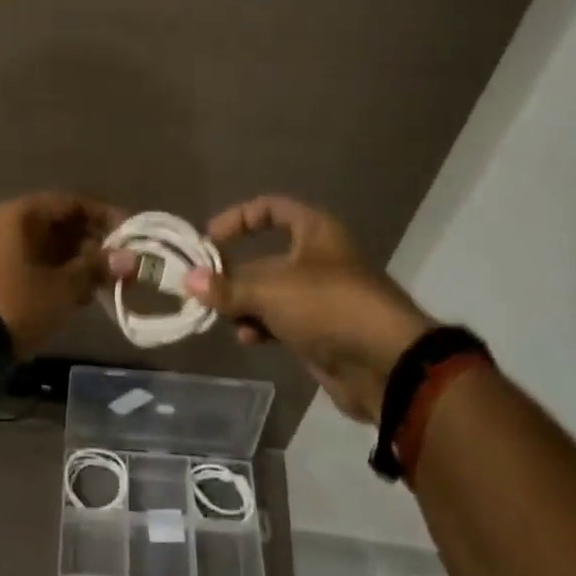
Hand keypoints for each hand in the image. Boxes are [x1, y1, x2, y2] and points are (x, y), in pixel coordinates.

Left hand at [0, 192, 124, 356]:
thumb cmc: (18, 303)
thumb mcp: (64, 286)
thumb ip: (97, 267)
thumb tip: (131, 258)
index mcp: (19, 214)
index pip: (70, 203)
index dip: (103, 216)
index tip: (131, 234)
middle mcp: (6, 224)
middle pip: (60, 224)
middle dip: (93, 243)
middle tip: (122, 265)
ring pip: (49, 247)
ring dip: (79, 262)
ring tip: (107, 283)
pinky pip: (36, 264)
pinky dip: (60, 275)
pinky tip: (82, 295)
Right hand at [184, 196, 434, 424]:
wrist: (386, 366)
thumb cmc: (328, 306)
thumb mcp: (270, 291)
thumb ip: (227, 287)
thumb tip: (188, 280)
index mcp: (315, 232)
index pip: (271, 208)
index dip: (239, 218)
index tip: (210, 239)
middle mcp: (318, 259)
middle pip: (265, 257)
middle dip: (234, 275)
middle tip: (205, 290)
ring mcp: (321, 297)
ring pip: (270, 293)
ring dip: (245, 305)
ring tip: (226, 319)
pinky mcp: (321, 331)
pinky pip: (281, 322)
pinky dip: (262, 327)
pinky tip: (249, 339)